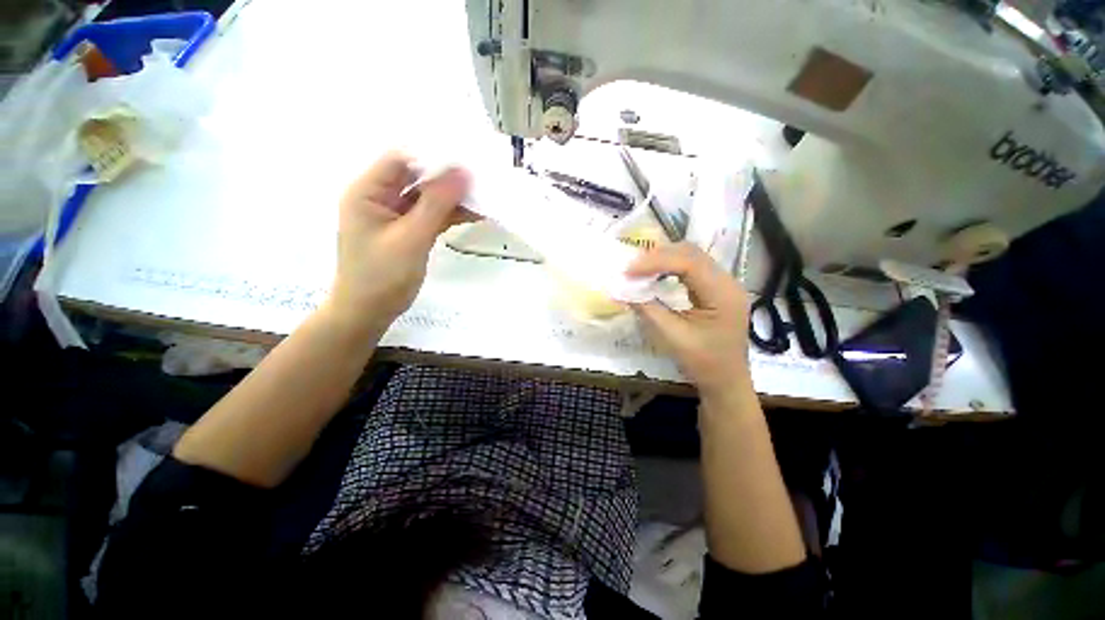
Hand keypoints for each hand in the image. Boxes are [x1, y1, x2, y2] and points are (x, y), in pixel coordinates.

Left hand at [327, 152, 470, 334]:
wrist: (369, 313)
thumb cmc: (382, 276)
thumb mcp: (411, 238)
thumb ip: (436, 204)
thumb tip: (463, 172)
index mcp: (367, 191)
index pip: (401, 159)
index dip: (432, 155)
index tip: (466, 156)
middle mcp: (379, 197)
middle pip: (417, 177)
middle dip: (448, 177)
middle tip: (481, 176)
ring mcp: (395, 215)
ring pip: (427, 197)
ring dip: (453, 198)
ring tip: (483, 196)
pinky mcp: (408, 231)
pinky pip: (431, 215)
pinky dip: (450, 215)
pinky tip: (474, 214)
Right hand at [627, 243, 750, 394]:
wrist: (726, 382)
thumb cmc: (703, 363)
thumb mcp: (672, 337)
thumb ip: (648, 309)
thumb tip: (623, 289)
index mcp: (723, 294)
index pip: (688, 263)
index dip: (656, 262)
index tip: (628, 271)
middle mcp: (728, 282)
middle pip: (691, 254)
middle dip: (658, 256)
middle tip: (631, 268)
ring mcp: (724, 284)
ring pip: (691, 257)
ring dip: (664, 259)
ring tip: (640, 269)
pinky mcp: (716, 289)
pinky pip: (692, 268)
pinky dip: (670, 268)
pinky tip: (655, 275)